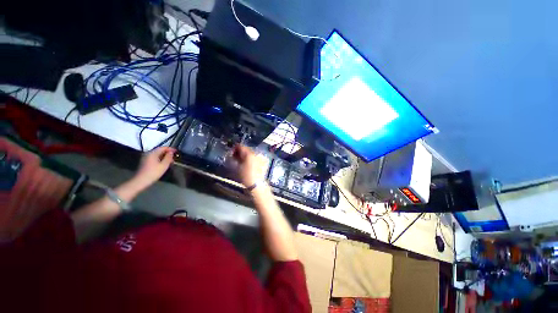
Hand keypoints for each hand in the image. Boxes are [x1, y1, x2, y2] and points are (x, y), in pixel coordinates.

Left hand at [132, 147, 175, 189]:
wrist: (141, 180)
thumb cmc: (153, 173)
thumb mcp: (164, 165)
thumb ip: (168, 157)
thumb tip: (171, 152)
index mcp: (152, 153)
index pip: (162, 148)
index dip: (170, 149)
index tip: (176, 151)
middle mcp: (148, 153)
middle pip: (159, 150)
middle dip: (167, 153)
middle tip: (174, 157)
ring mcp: (146, 157)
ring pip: (157, 154)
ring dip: (164, 156)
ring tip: (170, 161)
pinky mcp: (145, 162)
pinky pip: (154, 157)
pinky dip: (160, 159)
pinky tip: (163, 163)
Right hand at [232, 144, 262, 186]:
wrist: (257, 184)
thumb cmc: (245, 176)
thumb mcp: (237, 167)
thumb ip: (235, 158)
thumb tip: (234, 154)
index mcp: (249, 153)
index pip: (241, 146)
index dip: (235, 148)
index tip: (232, 153)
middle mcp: (256, 153)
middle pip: (247, 149)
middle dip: (241, 152)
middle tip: (236, 158)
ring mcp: (261, 157)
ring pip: (252, 153)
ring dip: (247, 155)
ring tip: (243, 162)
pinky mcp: (264, 161)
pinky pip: (256, 157)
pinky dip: (252, 158)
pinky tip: (249, 164)